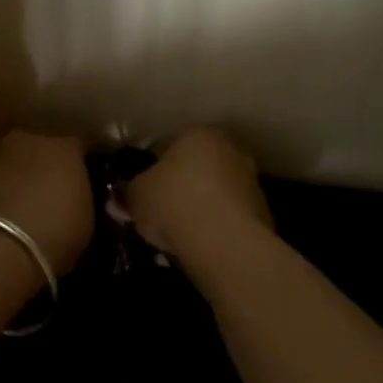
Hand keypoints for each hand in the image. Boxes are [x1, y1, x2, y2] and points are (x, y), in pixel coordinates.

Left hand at [0, 132, 91, 273]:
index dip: (79, 169)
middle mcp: (30, 140)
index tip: (80, 189)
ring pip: (10, 163)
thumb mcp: (84, 225)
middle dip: (43, 169)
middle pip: (41, 150)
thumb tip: (74, 203)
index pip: (78, 150)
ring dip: (14, 180)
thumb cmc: (52, 236)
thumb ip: (81, 203)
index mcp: (65, 149)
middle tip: (47, 198)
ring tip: (18, 211)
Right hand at [126, 127, 272, 268]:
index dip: (154, 171)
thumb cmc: (174, 203)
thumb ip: (126, 194)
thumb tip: (119, 199)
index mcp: (199, 135)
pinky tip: (200, 248)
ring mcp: (251, 182)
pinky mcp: (263, 214)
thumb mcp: (136, 196)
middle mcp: (230, 150)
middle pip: (197, 169)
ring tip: (179, 237)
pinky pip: (229, 218)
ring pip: (215, 194)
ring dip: (200, 210)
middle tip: (161, 214)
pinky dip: (216, 229)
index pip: (171, 147)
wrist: (224, 243)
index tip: (144, 193)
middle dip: (181, 188)